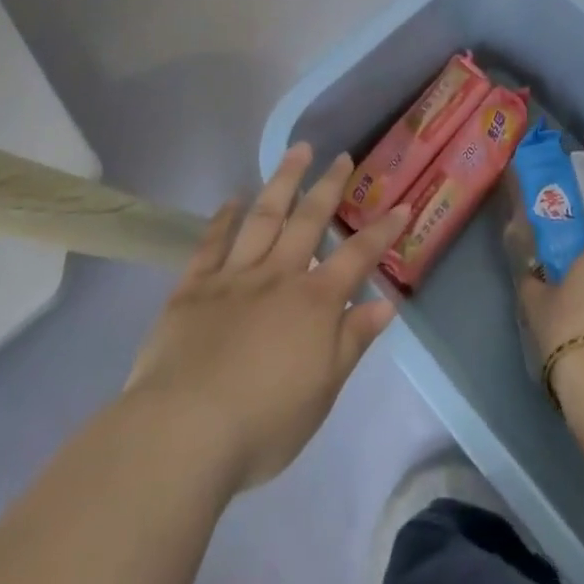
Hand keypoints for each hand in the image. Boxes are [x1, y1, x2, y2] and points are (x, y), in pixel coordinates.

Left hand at [124, 143, 409, 492]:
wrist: (182, 433)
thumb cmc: (263, 423)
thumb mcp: (322, 392)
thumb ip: (353, 341)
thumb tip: (385, 303)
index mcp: (314, 302)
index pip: (357, 257)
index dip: (381, 231)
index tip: (401, 205)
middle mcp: (278, 276)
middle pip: (308, 220)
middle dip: (329, 186)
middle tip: (342, 157)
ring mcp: (234, 276)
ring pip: (264, 217)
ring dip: (283, 181)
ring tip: (297, 150)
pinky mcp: (193, 288)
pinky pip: (211, 244)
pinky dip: (223, 218)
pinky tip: (232, 198)